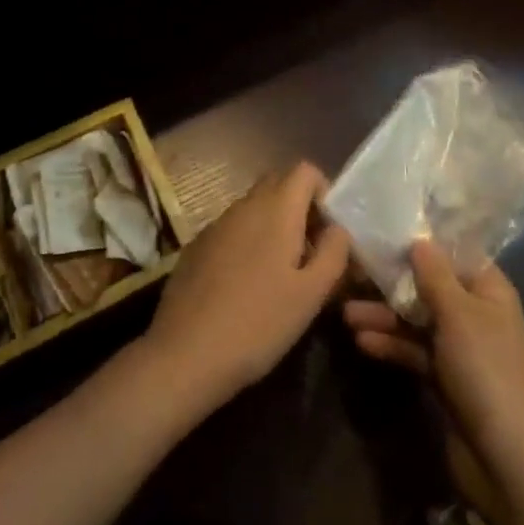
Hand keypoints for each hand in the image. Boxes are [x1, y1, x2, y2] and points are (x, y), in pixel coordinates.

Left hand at [142, 161, 349, 416]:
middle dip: (299, 207)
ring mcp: (216, 224)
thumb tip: (338, 229)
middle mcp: (244, 205)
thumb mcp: (311, 294)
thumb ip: (334, 253)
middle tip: (310, 252)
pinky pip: (232, 229)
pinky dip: (247, 242)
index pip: (304, 170)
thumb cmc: (259, 323)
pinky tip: (245, 286)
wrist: (185, 354)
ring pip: (254, 208)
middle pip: (278, 184)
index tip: (328, 231)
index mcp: (276, 209)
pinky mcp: (196, 246)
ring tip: (280, 274)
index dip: (322, 192)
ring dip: (273, 226)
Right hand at [343, 239, 523, 461]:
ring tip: (347, 315)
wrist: (503, 455)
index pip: (455, 255)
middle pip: (429, 288)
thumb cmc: (484, 368)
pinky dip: (392, 345)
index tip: (388, 234)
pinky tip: (362, 343)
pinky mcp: (445, 378)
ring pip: (417, 321)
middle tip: (354, 276)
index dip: (424, 245)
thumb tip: (419, 240)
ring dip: (385, 316)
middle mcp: (476, 313)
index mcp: (489, 290)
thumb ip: (434, 275)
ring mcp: (460, 348)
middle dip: (393, 285)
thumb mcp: (458, 313)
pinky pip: (415, 351)